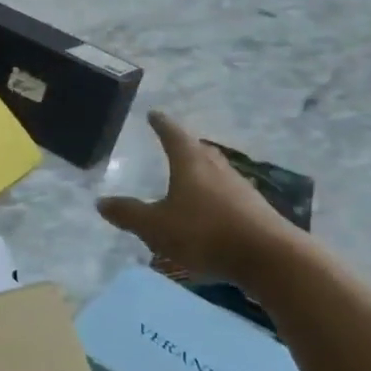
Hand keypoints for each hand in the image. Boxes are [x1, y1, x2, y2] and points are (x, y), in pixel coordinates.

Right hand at [97, 111, 304, 283]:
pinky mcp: (255, 210)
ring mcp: (240, 188)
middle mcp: (217, 168)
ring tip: (189, 175)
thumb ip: (129, 214)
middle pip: (199, 150)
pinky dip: (215, 194)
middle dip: (185, 145)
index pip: (173, 135)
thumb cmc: (205, 233)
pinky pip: (228, 193)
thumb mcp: (156, 226)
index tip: (154, 114)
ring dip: (202, 170)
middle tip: (172, 142)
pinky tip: (211, 208)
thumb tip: (101, 202)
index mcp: (191, 163)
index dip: (161, 124)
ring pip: (216, 171)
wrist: (268, 257)